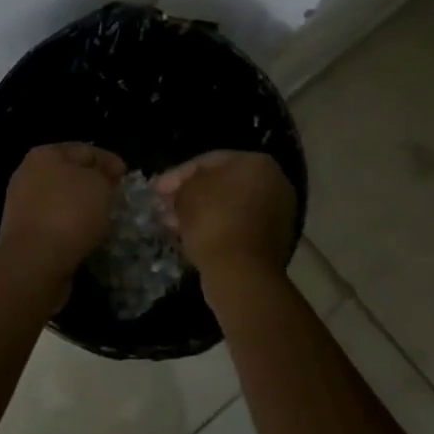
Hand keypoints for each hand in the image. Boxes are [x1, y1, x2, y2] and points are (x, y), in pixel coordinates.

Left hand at [0, 143, 126, 279]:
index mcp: (45, 154)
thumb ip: (105, 175)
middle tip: (117, 197)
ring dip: (82, 207)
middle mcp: (28, 173)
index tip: (127, 177)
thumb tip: (102, 178)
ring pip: (61, 199)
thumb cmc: (69, 212)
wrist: (34, 261)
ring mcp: (22, 203)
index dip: (109, 161)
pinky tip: (86, 235)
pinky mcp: (23, 231)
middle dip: (94, 184)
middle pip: (70, 174)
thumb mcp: (99, 184)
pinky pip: (54, 222)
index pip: (85, 150)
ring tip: (105, 218)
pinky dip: (70, 226)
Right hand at [153, 151, 296, 285]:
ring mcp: (277, 214)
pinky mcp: (273, 242)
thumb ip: (181, 184)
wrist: (241, 272)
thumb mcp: (186, 193)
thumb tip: (179, 191)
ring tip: (172, 223)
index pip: (209, 161)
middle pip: (222, 184)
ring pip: (229, 207)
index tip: (156, 189)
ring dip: (200, 212)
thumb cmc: (213, 220)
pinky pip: (238, 226)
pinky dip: (216, 228)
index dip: (177, 173)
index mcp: (257, 163)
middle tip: (164, 205)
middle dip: (190, 193)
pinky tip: (191, 236)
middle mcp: (274, 183)